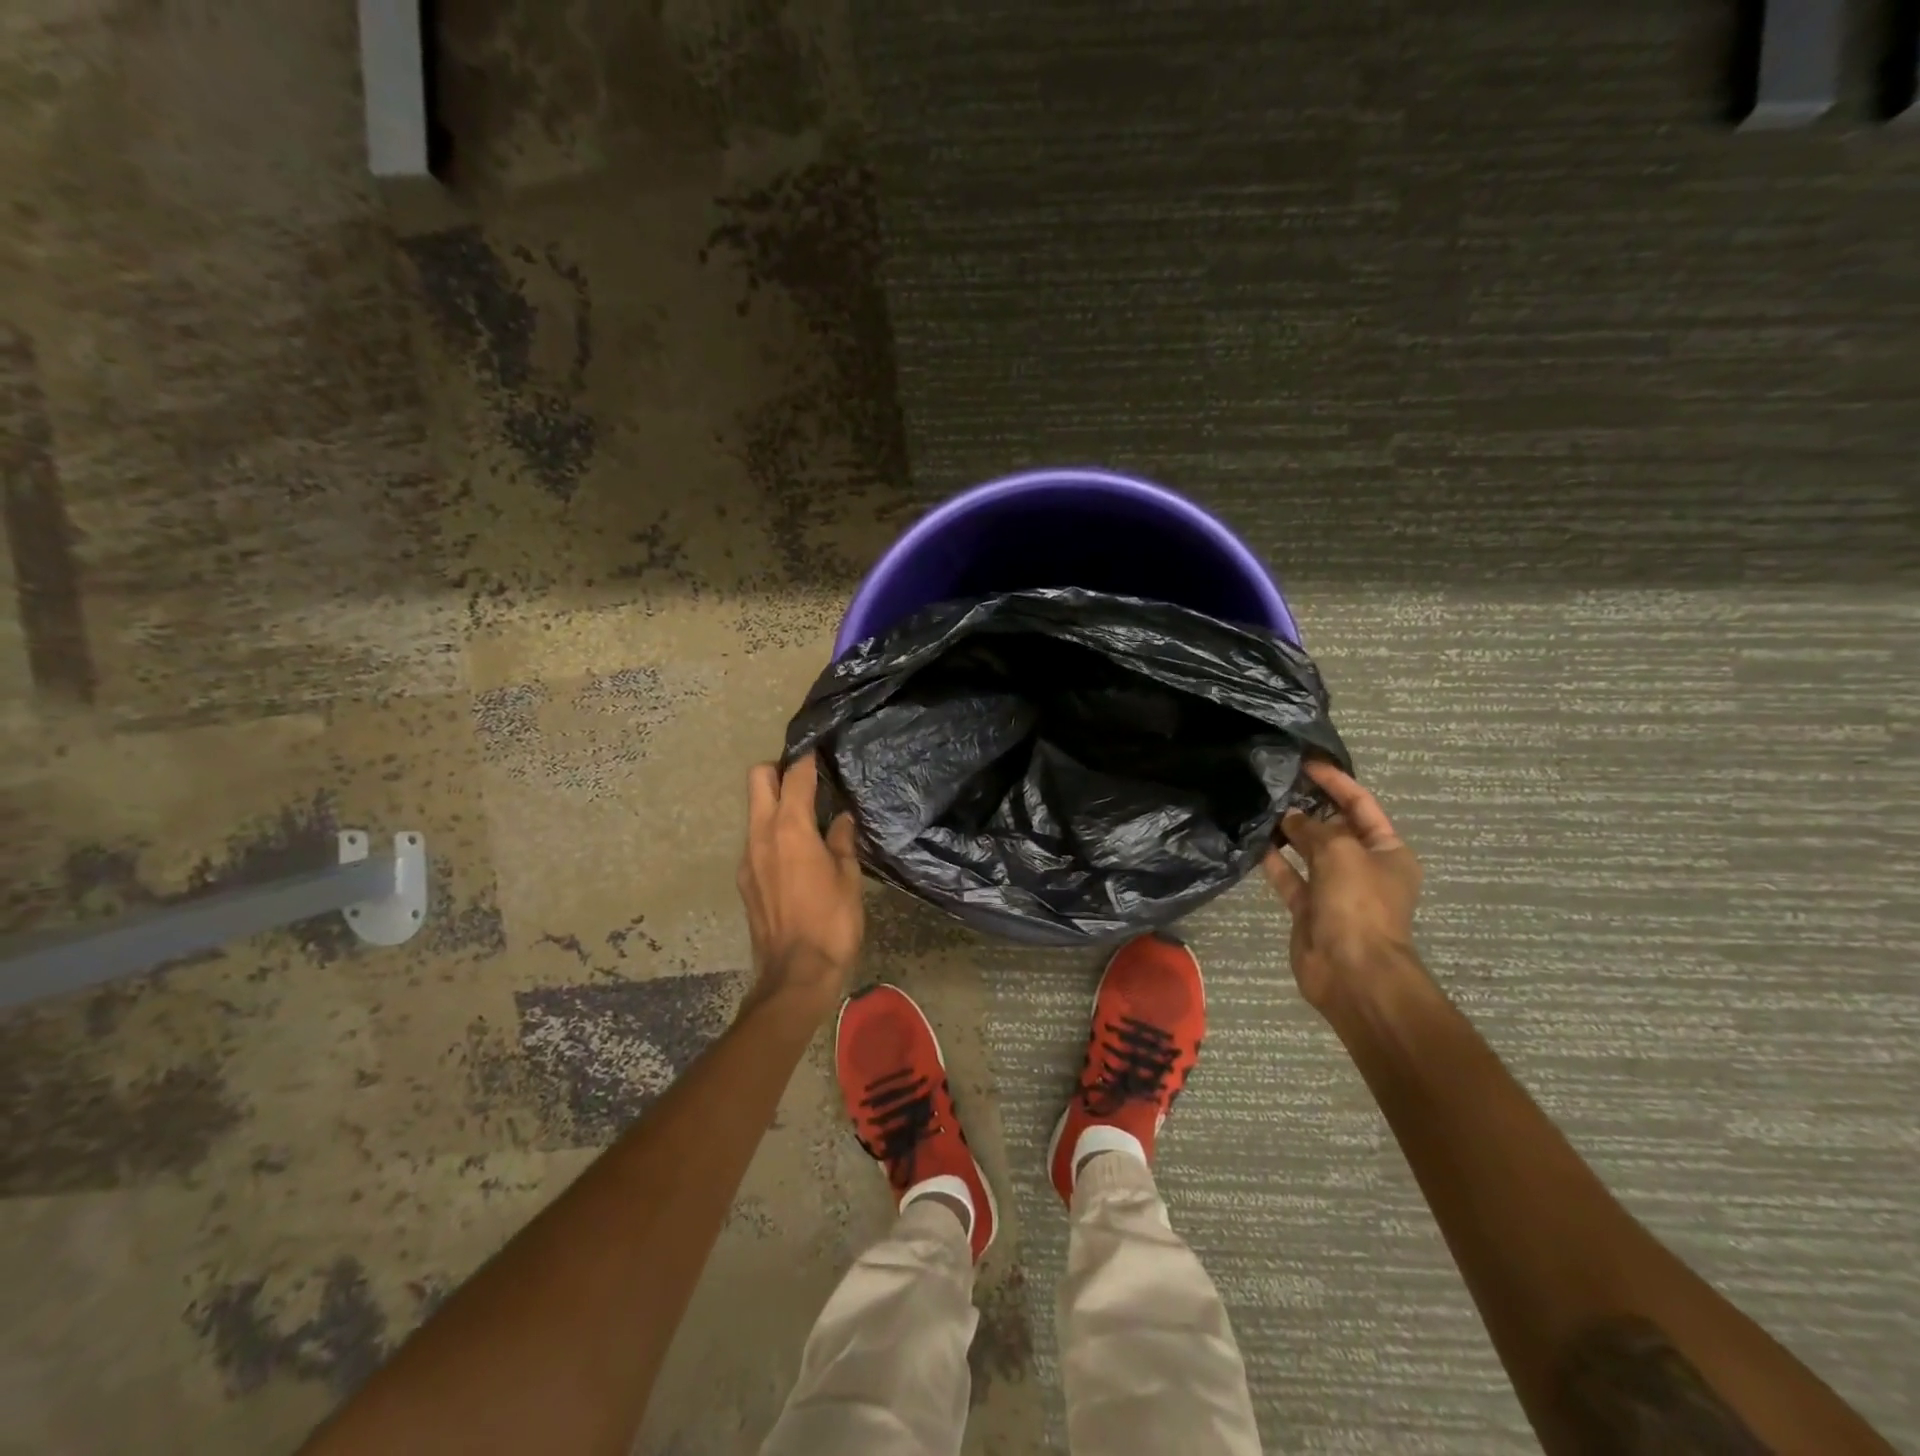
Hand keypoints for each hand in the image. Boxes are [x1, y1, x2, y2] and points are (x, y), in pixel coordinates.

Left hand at [737, 753, 864, 1022]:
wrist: (795, 976)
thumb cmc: (831, 923)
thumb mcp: (848, 879)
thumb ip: (842, 842)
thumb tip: (841, 820)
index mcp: (790, 829)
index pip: (794, 777)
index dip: (808, 759)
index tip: (820, 751)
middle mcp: (761, 835)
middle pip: (757, 780)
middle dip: (779, 770)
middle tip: (806, 779)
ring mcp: (747, 858)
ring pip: (754, 811)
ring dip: (774, 803)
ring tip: (806, 815)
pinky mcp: (744, 880)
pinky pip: (755, 840)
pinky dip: (772, 832)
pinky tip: (796, 853)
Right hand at [1262, 760, 1424, 1013]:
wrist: (1353, 971)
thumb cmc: (1358, 903)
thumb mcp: (1340, 852)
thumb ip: (1313, 828)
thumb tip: (1289, 818)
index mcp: (1387, 851)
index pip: (1361, 805)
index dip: (1336, 782)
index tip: (1307, 764)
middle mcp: (1363, 867)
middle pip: (1334, 827)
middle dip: (1309, 806)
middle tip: (1277, 783)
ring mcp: (1335, 889)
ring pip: (1309, 852)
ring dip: (1289, 832)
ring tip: (1261, 808)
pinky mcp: (1309, 909)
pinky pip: (1290, 878)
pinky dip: (1275, 862)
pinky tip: (1255, 843)